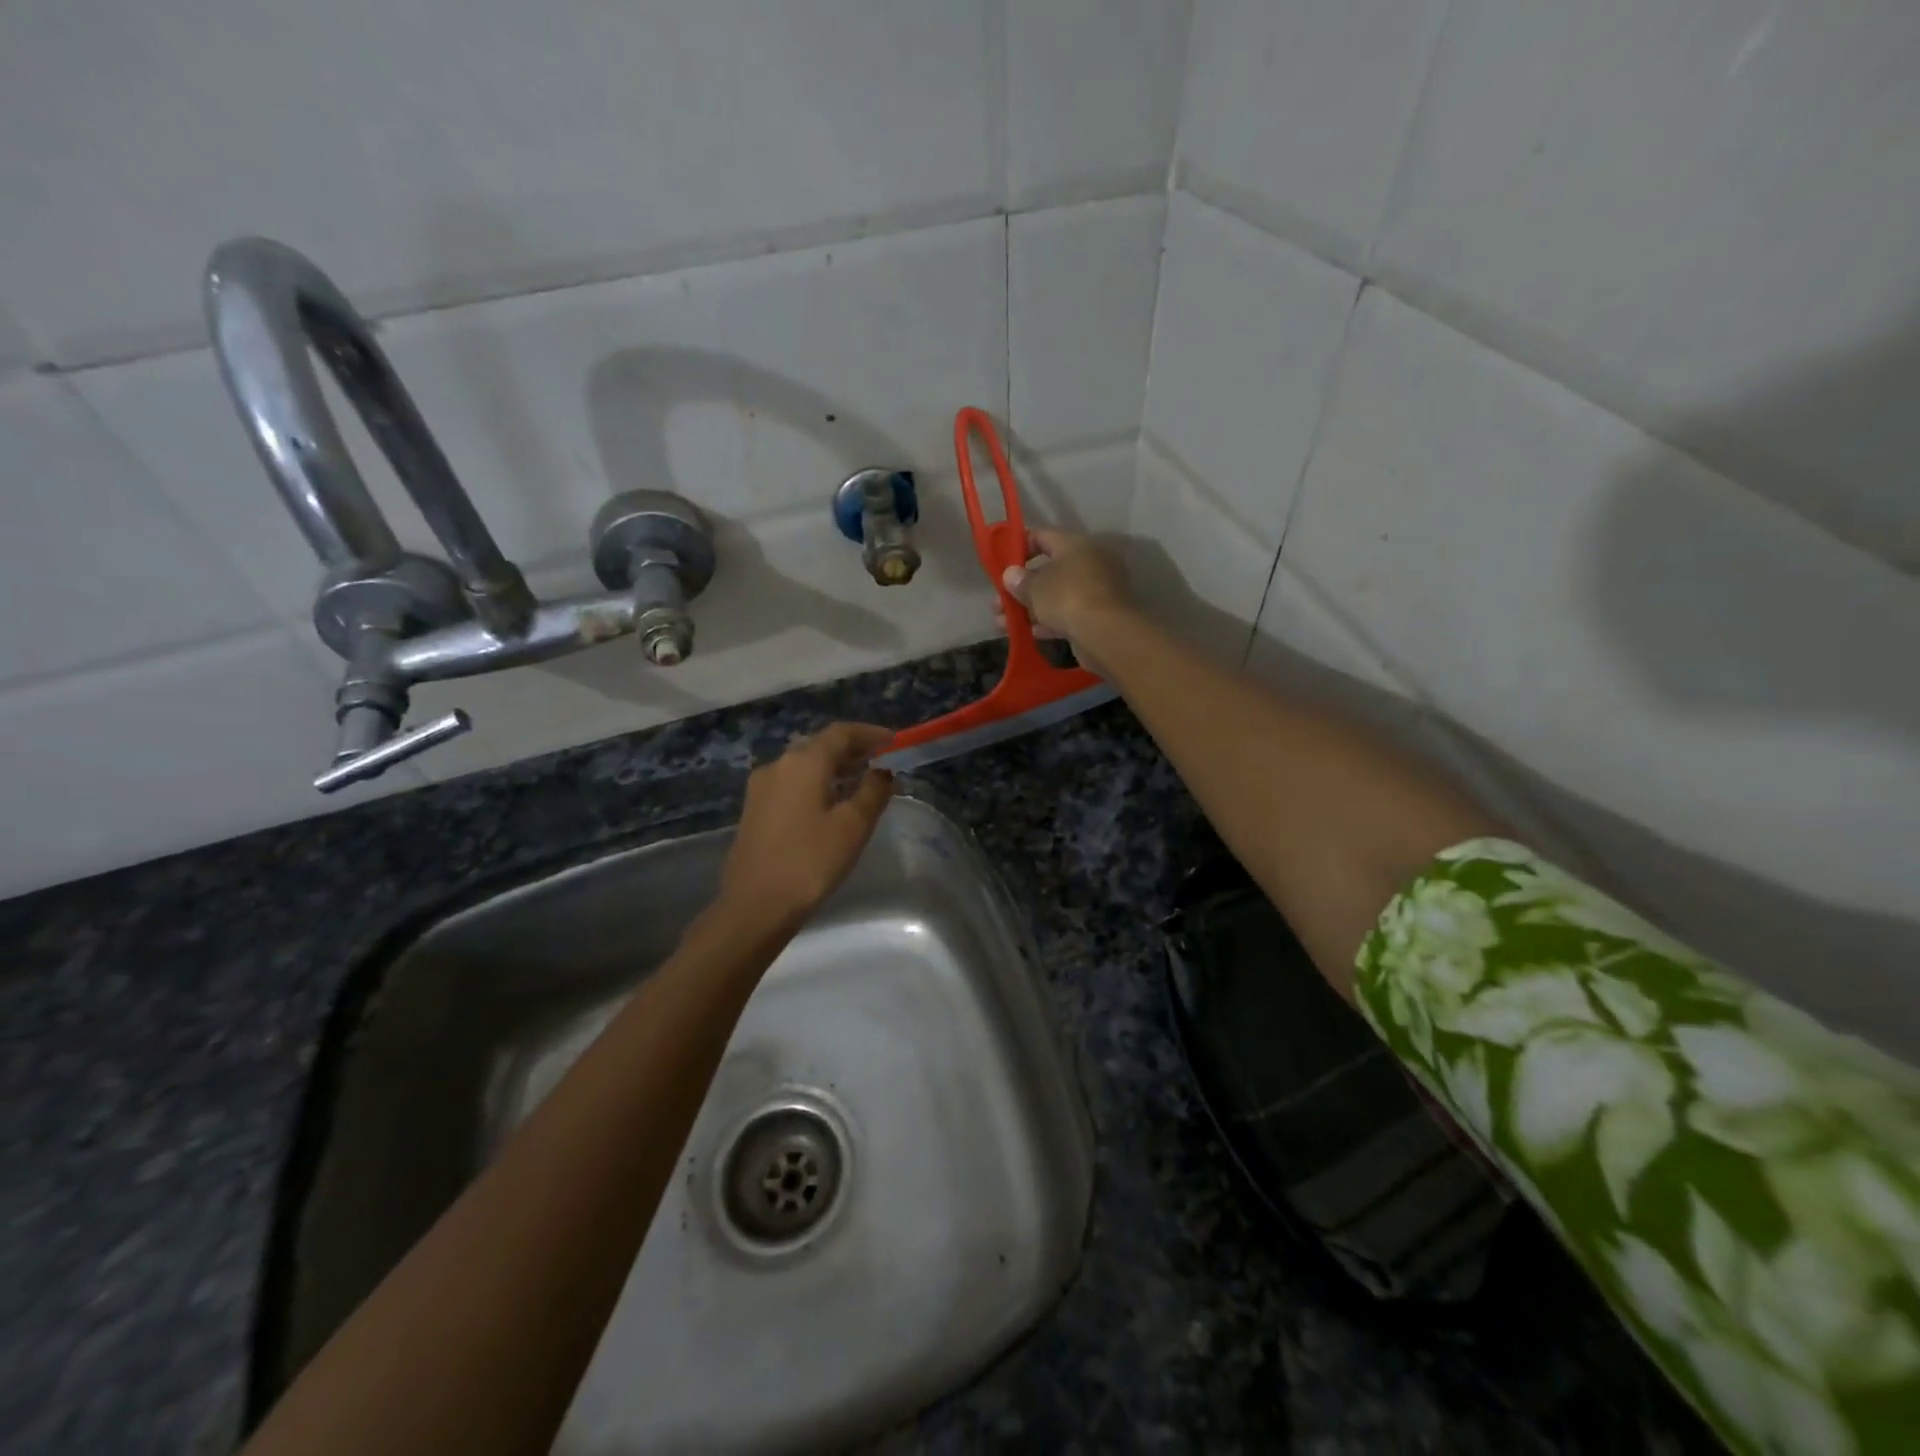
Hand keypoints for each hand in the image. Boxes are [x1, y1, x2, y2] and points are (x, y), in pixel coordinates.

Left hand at [717, 722, 894, 928]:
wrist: (755, 906)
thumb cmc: (810, 862)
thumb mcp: (852, 827)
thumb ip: (872, 792)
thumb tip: (882, 772)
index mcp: (803, 763)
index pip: (841, 733)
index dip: (869, 733)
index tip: (893, 741)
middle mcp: (778, 765)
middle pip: (820, 746)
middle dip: (852, 749)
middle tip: (880, 760)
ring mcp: (762, 787)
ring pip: (804, 765)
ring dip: (834, 767)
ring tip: (861, 780)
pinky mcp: (754, 809)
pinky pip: (792, 783)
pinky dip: (816, 783)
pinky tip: (831, 802)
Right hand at [996, 527, 1132, 667]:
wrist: (1106, 633)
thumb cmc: (1067, 598)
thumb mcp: (1035, 588)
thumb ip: (1020, 581)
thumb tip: (1011, 574)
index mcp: (1074, 545)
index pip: (1042, 536)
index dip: (1019, 546)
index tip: (1000, 562)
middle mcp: (1088, 563)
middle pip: (1047, 571)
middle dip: (1020, 588)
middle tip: (998, 602)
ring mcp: (1095, 590)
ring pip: (1055, 596)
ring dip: (1029, 608)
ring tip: (1003, 623)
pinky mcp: (1098, 616)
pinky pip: (1067, 614)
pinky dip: (1048, 622)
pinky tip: (1028, 633)